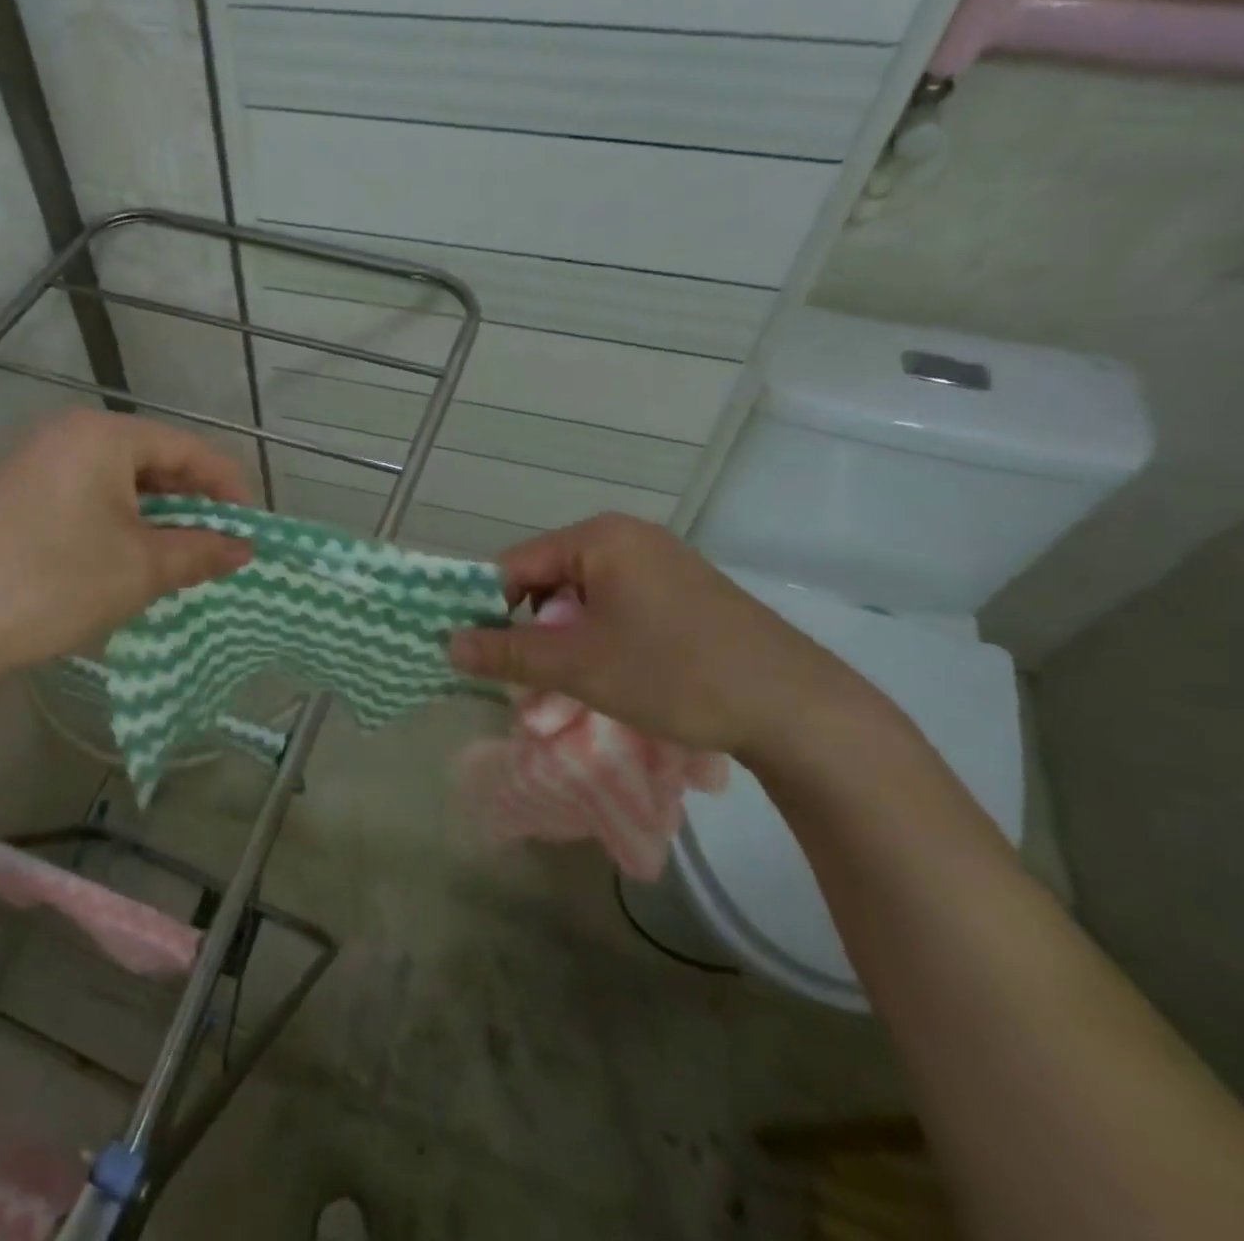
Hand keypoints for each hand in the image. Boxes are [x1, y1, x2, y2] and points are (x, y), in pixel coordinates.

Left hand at [0, 411, 251, 685]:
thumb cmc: (57, 583)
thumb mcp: (142, 569)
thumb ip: (202, 552)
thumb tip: (245, 549)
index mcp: (102, 435)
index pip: (187, 448)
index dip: (228, 486)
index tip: (251, 526)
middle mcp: (67, 434)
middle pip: (152, 459)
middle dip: (191, 502)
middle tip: (218, 543)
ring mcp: (34, 461)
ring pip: (118, 480)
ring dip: (156, 515)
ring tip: (180, 554)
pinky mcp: (15, 493)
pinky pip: (86, 494)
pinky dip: (119, 520)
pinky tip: (128, 555)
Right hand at [448, 514, 889, 769]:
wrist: (795, 706)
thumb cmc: (675, 673)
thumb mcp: (579, 666)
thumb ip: (507, 652)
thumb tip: (448, 644)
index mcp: (599, 538)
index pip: (514, 564)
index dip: (488, 608)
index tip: (481, 654)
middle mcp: (628, 537)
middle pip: (548, 577)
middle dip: (529, 627)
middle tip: (527, 677)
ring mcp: (660, 561)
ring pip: (582, 595)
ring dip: (563, 636)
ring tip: (569, 680)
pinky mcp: (682, 589)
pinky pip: (616, 603)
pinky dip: (598, 635)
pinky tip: (611, 670)